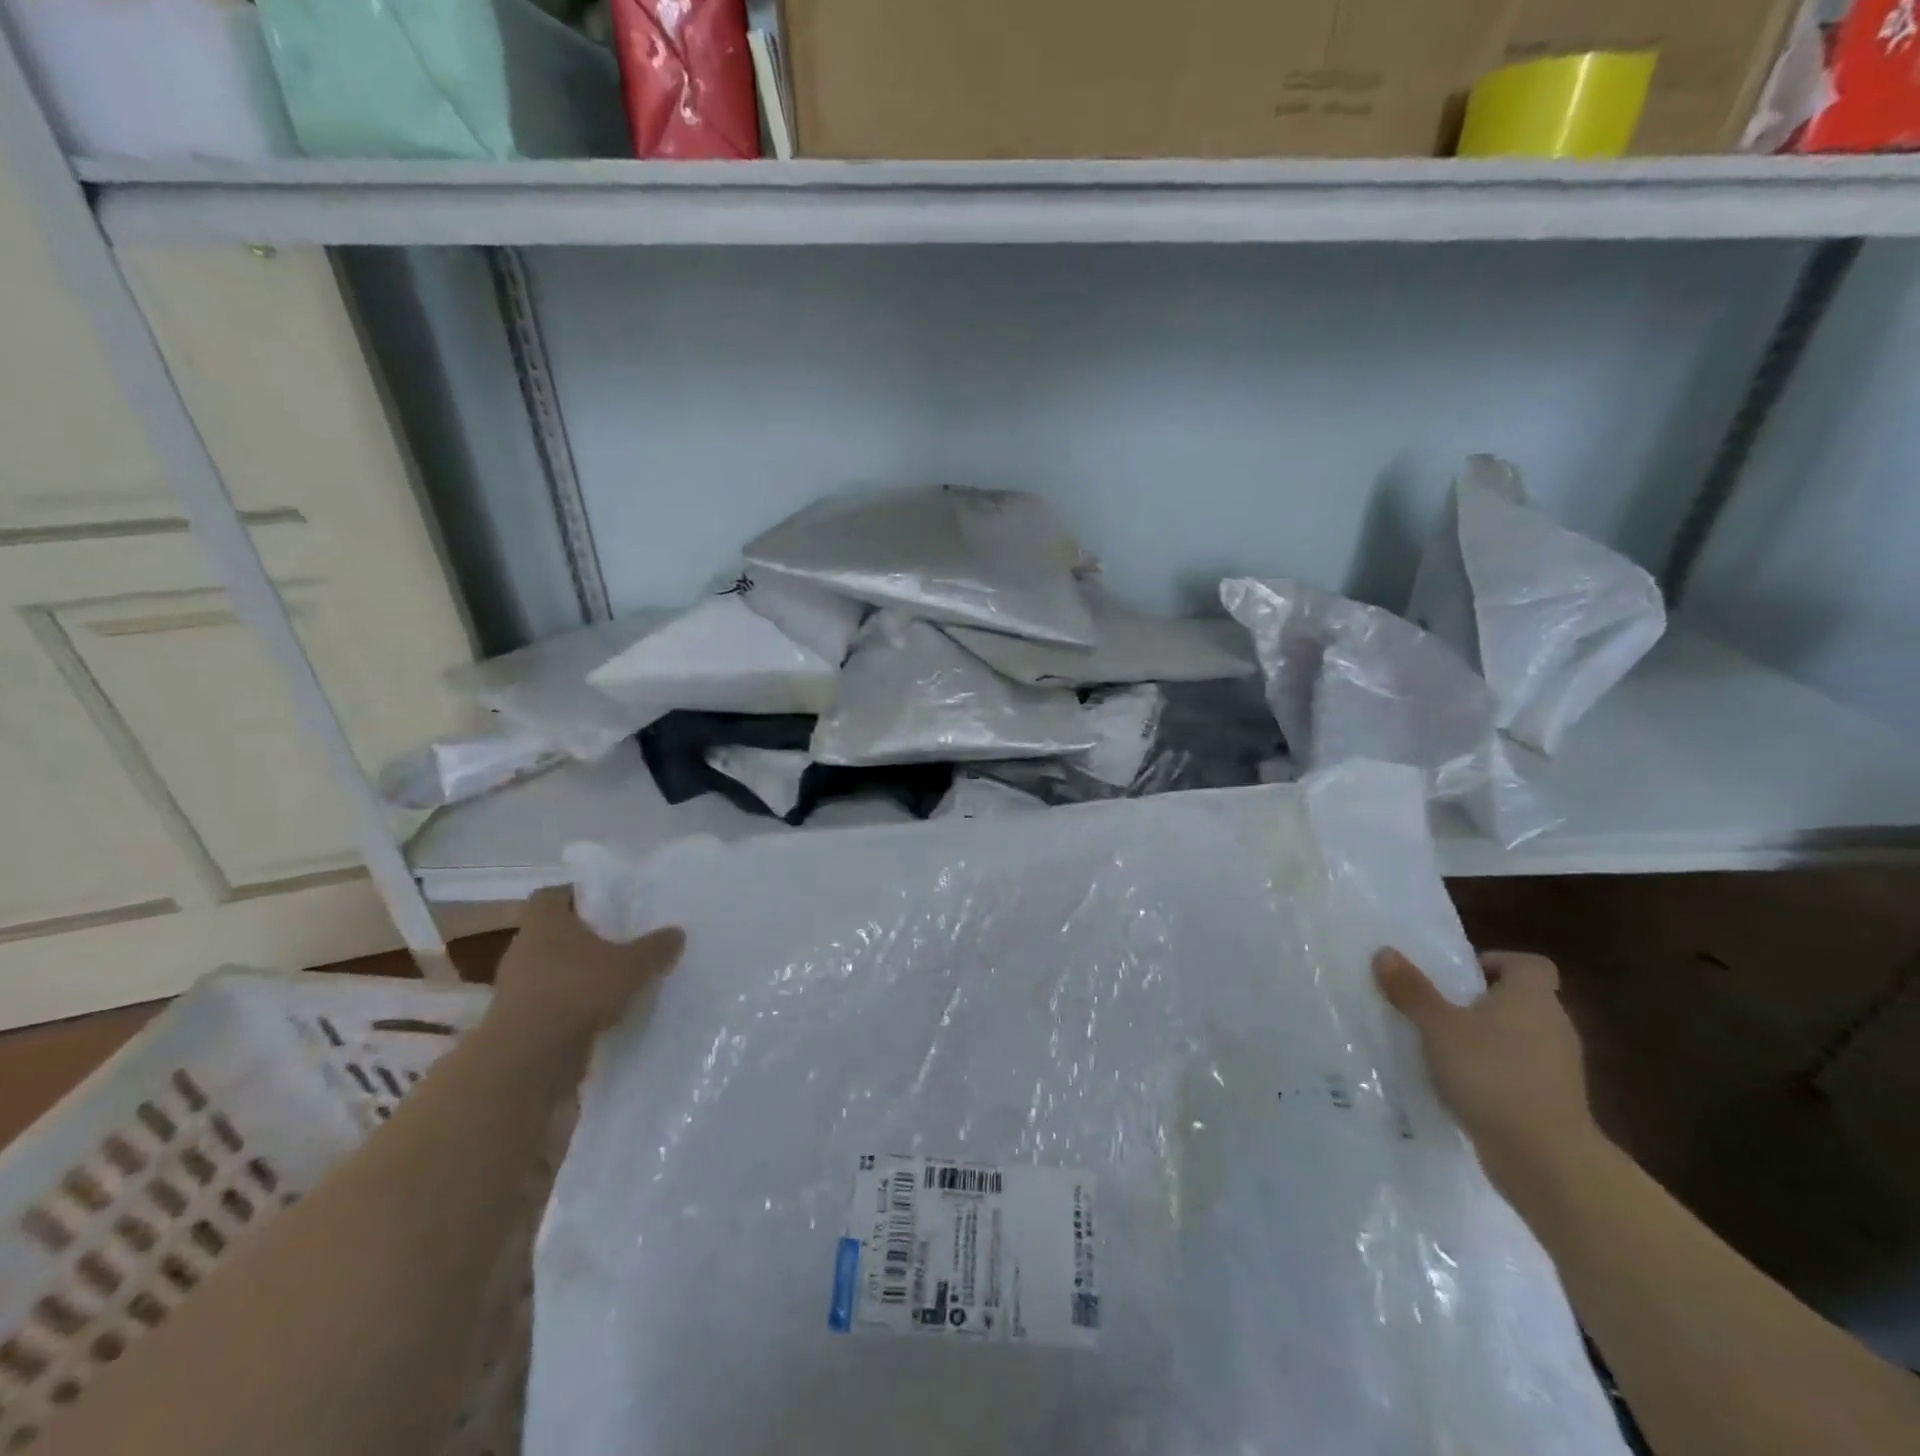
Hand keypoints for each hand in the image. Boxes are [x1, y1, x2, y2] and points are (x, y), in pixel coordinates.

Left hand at [491, 886, 685, 1052]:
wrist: (529, 1057)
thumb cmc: (578, 990)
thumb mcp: (631, 964)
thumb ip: (655, 947)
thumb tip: (677, 932)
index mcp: (544, 921)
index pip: (552, 894)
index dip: (578, 895)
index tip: (606, 904)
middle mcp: (524, 947)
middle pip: (555, 932)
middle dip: (585, 936)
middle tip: (620, 939)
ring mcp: (517, 985)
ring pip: (553, 968)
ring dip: (579, 972)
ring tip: (615, 978)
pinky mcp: (519, 1019)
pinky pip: (551, 1000)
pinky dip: (573, 1002)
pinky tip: (602, 1011)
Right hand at [1374, 947, 1600, 1189]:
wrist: (1545, 1157)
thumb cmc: (1491, 1074)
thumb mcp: (1438, 1027)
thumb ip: (1412, 990)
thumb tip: (1385, 952)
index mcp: (1533, 998)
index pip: (1530, 964)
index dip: (1497, 962)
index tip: (1461, 976)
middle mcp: (1554, 1025)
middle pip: (1522, 1000)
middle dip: (1482, 1002)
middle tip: (1439, 1009)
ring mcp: (1559, 1067)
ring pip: (1520, 1037)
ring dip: (1487, 1039)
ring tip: (1443, 1049)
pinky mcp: (1554, 1101)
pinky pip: (1521, 1072)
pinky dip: (1496, 1072)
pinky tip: (1463, 1086)